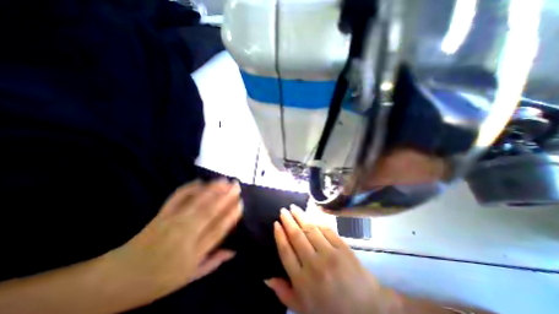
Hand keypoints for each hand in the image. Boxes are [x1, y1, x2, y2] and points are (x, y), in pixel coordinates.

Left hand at [107, 179, 240, 299]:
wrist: (115, 281)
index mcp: (193, 253)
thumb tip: (233, 251)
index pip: (218, 230)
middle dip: (225, 197)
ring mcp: (171, 223)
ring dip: (212, 189)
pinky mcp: (160, 215)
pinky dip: (189, 188)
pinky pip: (176, 199)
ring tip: (224, 180)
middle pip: (209, 212)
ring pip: (196, 203)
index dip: (230, 215)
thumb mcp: (189, 278)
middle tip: (236, 186)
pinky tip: (200, 182)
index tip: (240, 203)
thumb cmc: (157, 281)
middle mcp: (184, 235)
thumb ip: (213, 262)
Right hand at [266, 204, 388, 312]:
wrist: (367, 309)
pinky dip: (316, 220)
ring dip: (301, 216)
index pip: (286, 252)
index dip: (280, 235)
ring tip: (294, 208)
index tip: (276, 223)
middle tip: (283, 210)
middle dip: (288, 220)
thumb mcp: (303, 308)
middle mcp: (314, 265)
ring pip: (310, 229)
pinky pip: (326, 229)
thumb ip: (283, 293)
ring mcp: (330, 254)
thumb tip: (267, 277)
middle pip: (297, 236)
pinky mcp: (342, 247)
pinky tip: (311, 215)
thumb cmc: (331, 308)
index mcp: (303, 281)